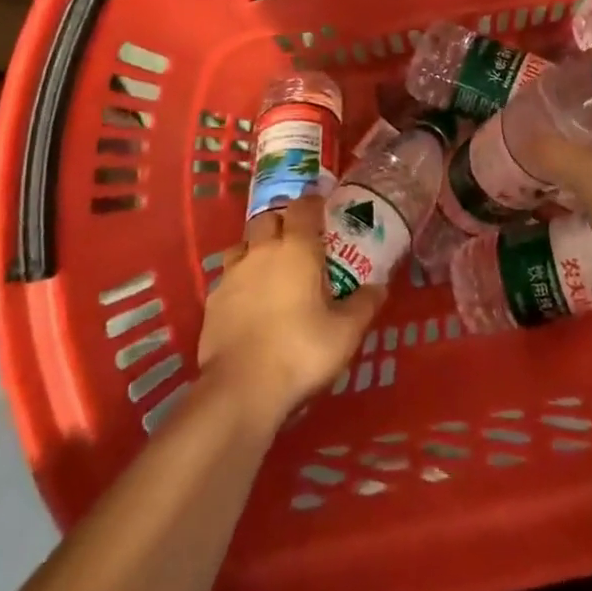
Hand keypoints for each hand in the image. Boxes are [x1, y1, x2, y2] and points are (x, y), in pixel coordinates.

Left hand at [198, 193, 384, 428]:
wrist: (241, 389)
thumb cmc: (301, 351)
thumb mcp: (346, 332)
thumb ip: (364, 304)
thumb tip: (379, 286)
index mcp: (296, 248)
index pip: (304, 206)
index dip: (314, 201)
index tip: (324, 206)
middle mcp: (261, 251)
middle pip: (268, 218)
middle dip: (282, 221)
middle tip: (298, 239)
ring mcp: (232, 274)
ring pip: (243, 244)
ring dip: (256, 247)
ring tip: (269, 267)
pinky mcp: (212, 301)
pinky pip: (227, 276)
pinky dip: (240, 280)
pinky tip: (248, 300)